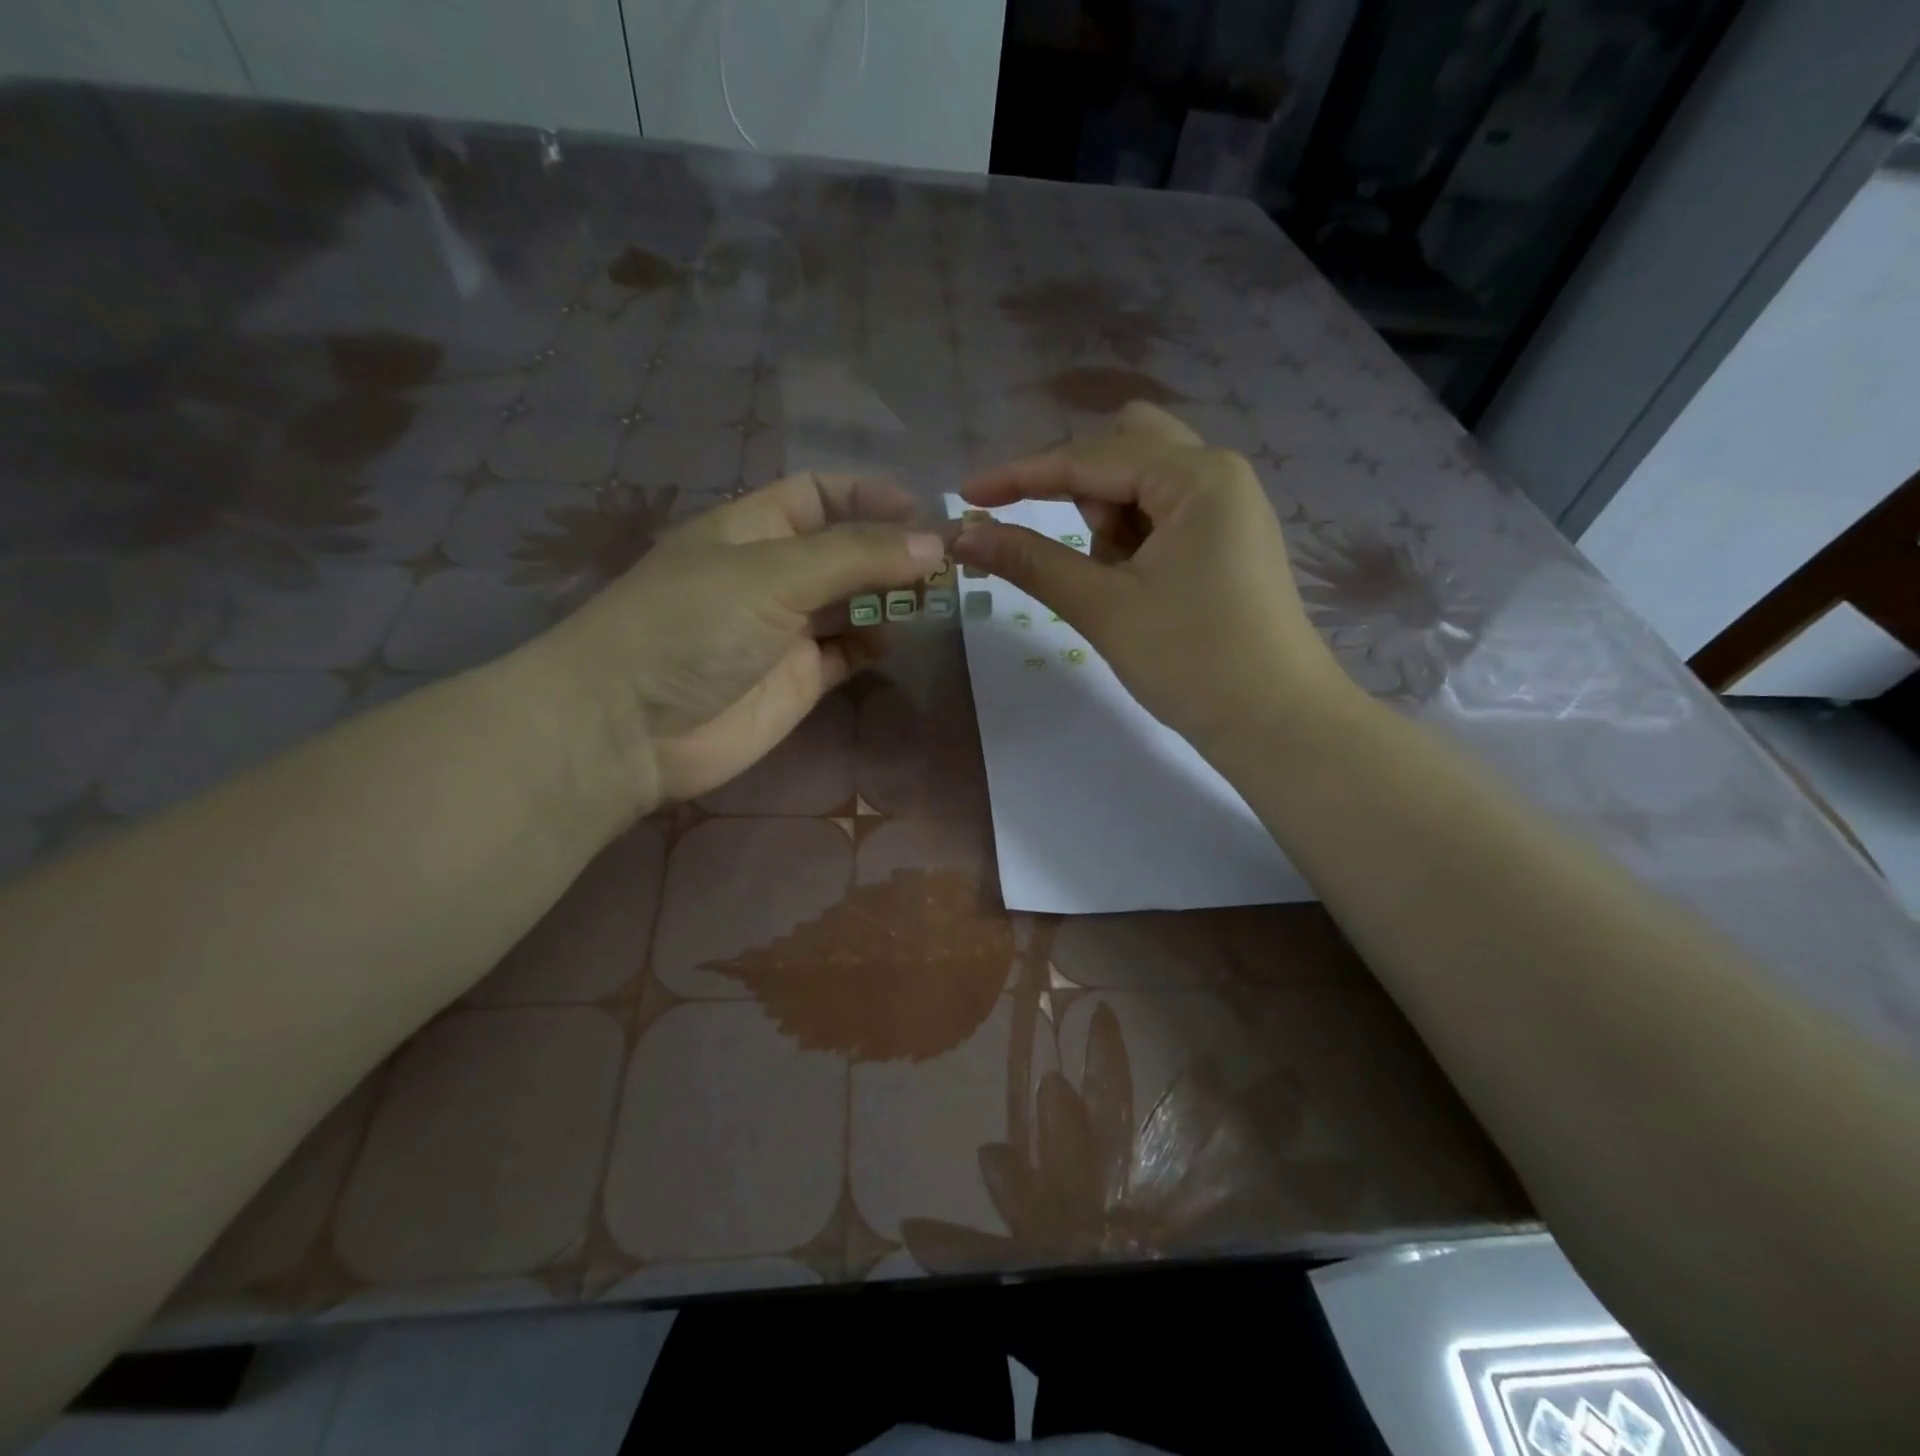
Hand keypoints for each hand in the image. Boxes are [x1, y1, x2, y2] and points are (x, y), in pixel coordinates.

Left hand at [537, 472, 943, 808]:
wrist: (631, 728)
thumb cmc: (691, 626)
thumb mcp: (772, 573)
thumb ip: (855, 556)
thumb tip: (933, 543)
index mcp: (752, 529)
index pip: (817, 495)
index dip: (866, 495)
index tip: (919, 510)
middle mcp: (771, 574)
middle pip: (843, 550)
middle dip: (889, 551)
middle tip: (944, 562)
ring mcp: (785, 630)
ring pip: (851, 603)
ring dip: (888, 597)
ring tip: (931, 598)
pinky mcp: (797, 680)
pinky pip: (847, 652)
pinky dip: (872, 643)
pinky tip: (891, 639)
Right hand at [951, 402, 1355, 755]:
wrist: (1277, 724)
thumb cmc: (1193, 662)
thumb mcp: (1104, 608)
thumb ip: (1031, 562)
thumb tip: (963, 537)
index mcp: (1196, 476)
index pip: (1089, 458)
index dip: (1021, 475)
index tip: (967, 494)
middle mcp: (1217, 473)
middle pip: (1123, 446)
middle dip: (1077, 488)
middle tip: (1068, 547)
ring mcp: (1226, 505)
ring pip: (1142, 481)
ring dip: (1108, 519)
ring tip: (1114, 584)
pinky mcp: (1226, 538)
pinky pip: (1162, 514)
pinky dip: (1133, 538)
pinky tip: (1137, 587)